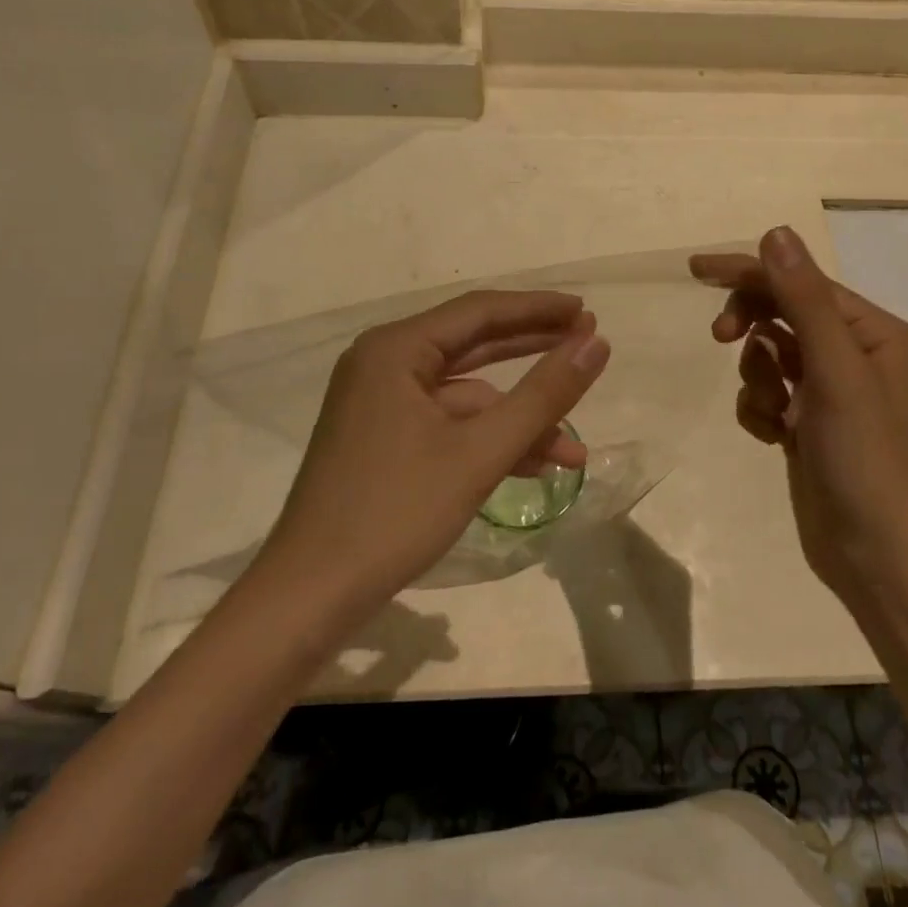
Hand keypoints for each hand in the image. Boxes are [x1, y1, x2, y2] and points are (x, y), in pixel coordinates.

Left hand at [257, 291, 609, 624]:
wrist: (311, 597)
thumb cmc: (395, 513)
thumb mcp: (480, 453)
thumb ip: (543, 395)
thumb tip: (596, 344)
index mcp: (396, 349)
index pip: (480, 311)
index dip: (539, 309)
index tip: (587, 311)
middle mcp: (384, 363)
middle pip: (473, 344)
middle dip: (533, 351)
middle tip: (588, 345)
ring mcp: (382, 402)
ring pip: (466, 395)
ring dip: (518, 418)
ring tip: (573, 447)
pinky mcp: (384, 438)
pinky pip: (448, 423)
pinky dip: (488, 440)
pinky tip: (533, 467)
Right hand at [691, 227, 907, 611]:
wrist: (873, 553)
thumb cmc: (863, 456)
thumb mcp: (834, 371)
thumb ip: (804, 299)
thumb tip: (775, 233)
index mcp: (872, 332)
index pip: (800, 283)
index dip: (749, 273)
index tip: (696, 270)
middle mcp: (854, 353)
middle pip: (781, 314)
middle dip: (749, 326)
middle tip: (718, 337)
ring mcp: (829, 390)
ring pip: (767, 355)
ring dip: (758, 379)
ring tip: (776, 413)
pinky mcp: (807, 422)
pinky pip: (765, 393)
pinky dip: (759, 409)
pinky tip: (774, 437)